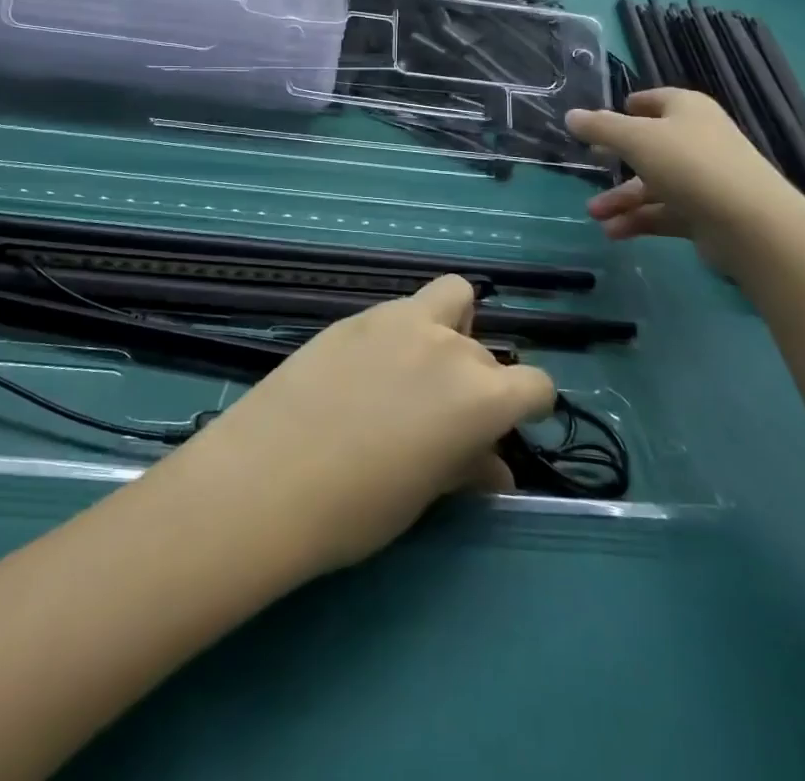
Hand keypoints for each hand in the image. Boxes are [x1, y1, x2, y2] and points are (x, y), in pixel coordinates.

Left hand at [159, 277, 555, 574]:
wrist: (269, 475)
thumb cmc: (357, 506)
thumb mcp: (425, 494)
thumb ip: (465, 467)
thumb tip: (491, 466)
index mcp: (479, 394)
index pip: (535, 384)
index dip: (529, 407)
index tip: (507, 427)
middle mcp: (446, 344)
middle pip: (485, 352)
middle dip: (478, 381)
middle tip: (445, 417)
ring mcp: (397, 319)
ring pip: (449, 298)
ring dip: (448, 328)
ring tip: (413, 373)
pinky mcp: (353, 315)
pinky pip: (399, 311)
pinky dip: (401, 332)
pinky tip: (366, 371)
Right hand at [566, 89, 804, 270]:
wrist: (750, 223)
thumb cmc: (689, 164)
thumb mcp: (635, 139)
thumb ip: (600, 127)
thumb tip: (571, 115)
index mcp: (687, 111)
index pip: (654, 100)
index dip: (627, 108)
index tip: (600, 121)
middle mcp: (697, 140)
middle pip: (649, 145)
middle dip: (615, 158)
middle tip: (589, 162)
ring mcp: (703, 178)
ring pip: (653, 184)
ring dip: (621, 198)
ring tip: (593, 213)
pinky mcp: (705, 213)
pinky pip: (664, 212)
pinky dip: (638, 220)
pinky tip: (612, 232)